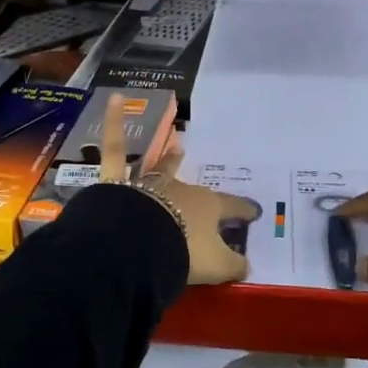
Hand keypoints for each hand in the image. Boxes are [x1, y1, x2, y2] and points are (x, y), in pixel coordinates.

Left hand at [96, 94, 259, 285]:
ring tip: (176, 144)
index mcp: (208, 208)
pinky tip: (113, 98)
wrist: (139, 245)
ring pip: (161, 167)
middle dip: (202, 192)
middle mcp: (181, 189)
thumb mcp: (217, 266)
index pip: (232, 208)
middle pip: (196, 190)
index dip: (243, 211)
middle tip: (207, 192)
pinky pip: (115, 149)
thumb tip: (248, 268)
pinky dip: (113, 122)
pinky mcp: (118, 183)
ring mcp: (150, 183)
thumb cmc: (183, 253)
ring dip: (168, 158)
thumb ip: (234, 266)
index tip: (253, 212)